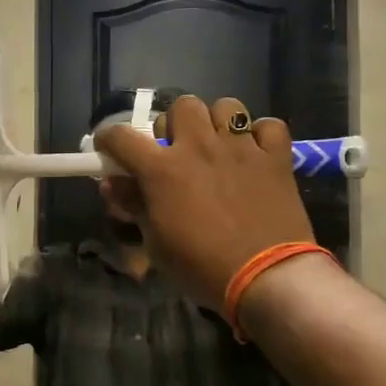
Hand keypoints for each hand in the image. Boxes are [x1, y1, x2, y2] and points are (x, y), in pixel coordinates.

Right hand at [96, 96, 313, 309]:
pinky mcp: (276, 157)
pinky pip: (269, 126)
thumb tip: (112, 185)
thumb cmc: (202, 267)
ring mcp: (241, 148)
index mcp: (162, 169)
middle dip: (175, 124)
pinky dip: (261, 136)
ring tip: (220, 146)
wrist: (267, 279)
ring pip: (226, 107)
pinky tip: (257, 153)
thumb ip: (133, 206)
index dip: (109, 139)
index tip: (110, 149)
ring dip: (218, 123)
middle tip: (177, 150)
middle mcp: (199, 147)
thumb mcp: (156, 243)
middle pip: (182, 106)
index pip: (122, 136)